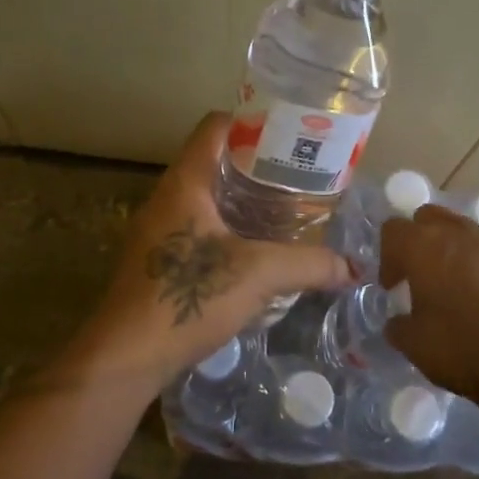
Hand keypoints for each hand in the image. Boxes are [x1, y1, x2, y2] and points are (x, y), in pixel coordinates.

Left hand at [65, 112, 350, 392]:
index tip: (289, 134)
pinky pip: (197, 225)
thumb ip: (308, 264)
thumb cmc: (188, 298)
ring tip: (285, 209)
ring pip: (205, 196)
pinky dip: (227, 226)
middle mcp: (167, 196)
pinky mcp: (157, 259)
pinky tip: (256, 249)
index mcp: (185, 182)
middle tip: (297, 174)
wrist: (126, 356)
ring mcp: (158, 229)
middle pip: (213, 160)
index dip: (252, 121)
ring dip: (241, 198)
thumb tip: (352, 268)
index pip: (215, 126)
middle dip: (255, 163)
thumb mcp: (258, 274)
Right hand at [379, 205, 478, 407]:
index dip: (388, 258)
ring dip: (452, 249)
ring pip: (462, 230)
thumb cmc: (464, 348)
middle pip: (428, 217)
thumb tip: (398, 322)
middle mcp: (457, 232)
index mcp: (423, 245)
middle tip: (421, 275)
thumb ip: (399, 326)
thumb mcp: (415, 345)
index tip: (394, 287)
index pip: (393, 230)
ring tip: (456, 284)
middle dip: (420, 240)